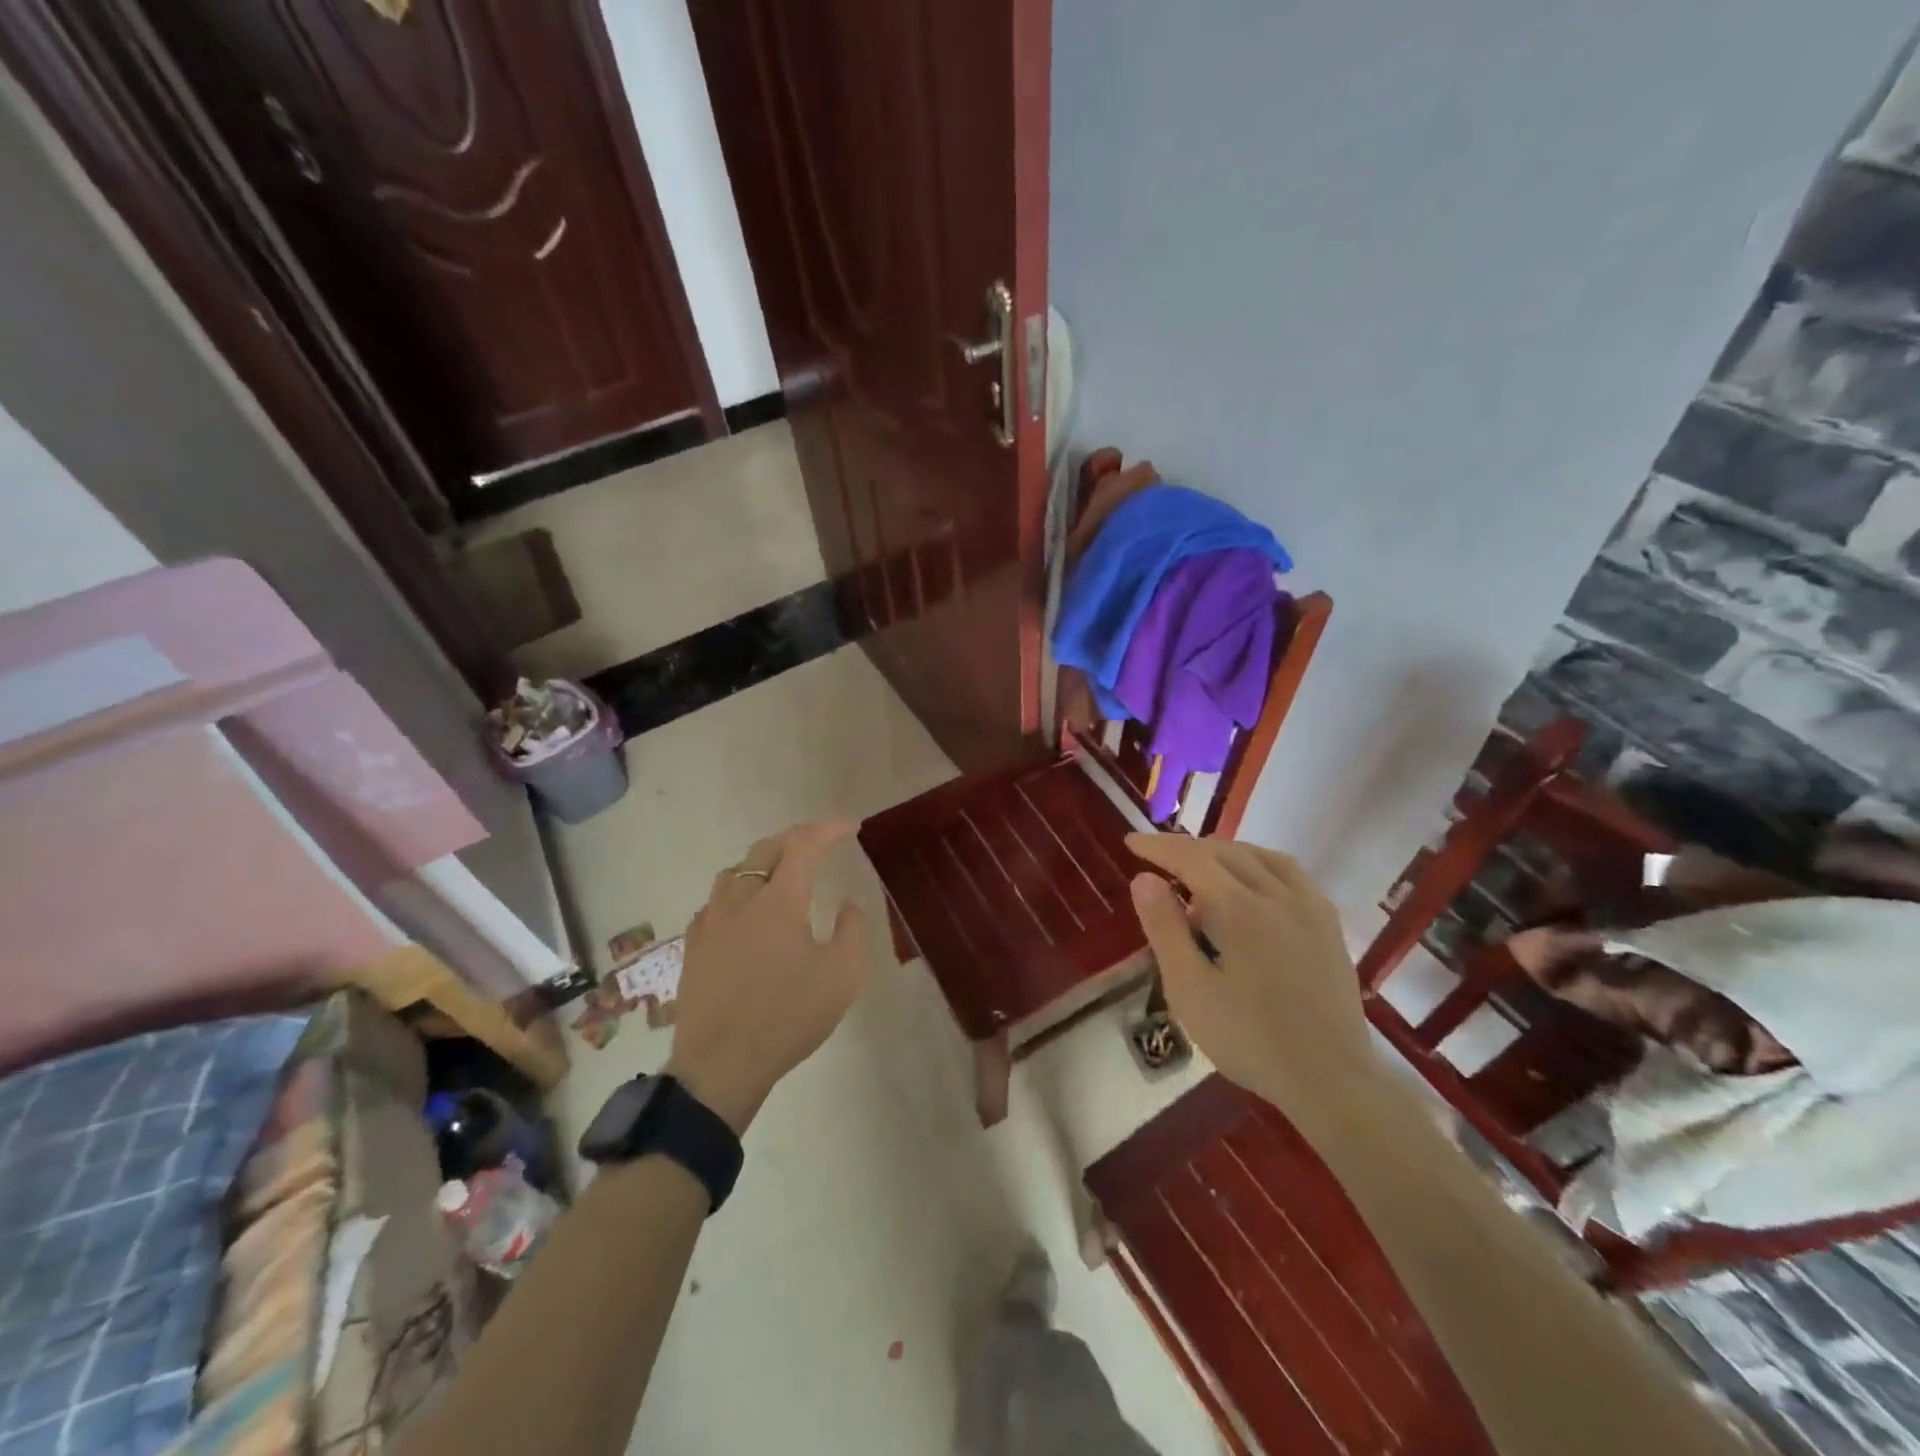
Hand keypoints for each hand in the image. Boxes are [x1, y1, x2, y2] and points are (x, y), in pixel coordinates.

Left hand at [665, 822, 869, 1133]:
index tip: (847, 827)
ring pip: (735, 871)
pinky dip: (738, 890)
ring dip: (762, 861)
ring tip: (781, 872)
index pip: (803, 846)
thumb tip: (849, 904)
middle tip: (818, 843)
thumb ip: (851, 932)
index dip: (826, 830)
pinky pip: (716, 900)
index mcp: (779, 901)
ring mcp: (711, 921)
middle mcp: (741, 899)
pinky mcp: (694, 945)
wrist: (720, 1065)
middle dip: (795, 838)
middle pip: (765, 850)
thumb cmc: (787, 1017)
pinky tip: (745, 911)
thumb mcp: (841, 977)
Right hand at [1126, 833, 1371, 1117]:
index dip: (1158, 846)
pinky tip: (1251, 884)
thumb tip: (1144, 879)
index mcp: (1240, 908)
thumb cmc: (1250, 1040)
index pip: (1192, 858)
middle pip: (1225, 852)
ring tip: (1199, 867)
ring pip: (1260, 857)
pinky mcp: (1329, 924)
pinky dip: (1258, 864)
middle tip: (1157, 859)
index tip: (1131, 843)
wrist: (1332, 1080)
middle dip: (1187, 849)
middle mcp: (1278, 894)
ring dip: (1223, 852)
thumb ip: (1165, 929)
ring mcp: (1310, 907)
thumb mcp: (1190, 990)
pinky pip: (1289, 873)